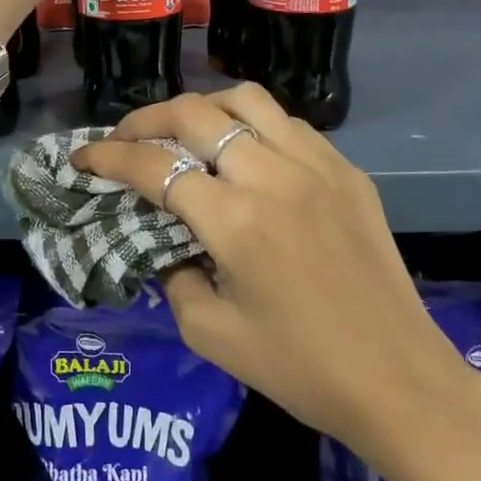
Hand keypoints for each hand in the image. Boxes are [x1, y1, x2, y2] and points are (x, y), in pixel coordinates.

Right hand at [74, 84, 480, 480]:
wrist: (398, 380)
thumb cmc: (299, 368)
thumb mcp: (209, 334)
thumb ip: (172, 275)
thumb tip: (164, 241)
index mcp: (234, 220)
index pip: (153, 166)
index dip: (107, 156)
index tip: (82, 155)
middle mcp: (272, 175)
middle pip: (194, 113)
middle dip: (146, 119)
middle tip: (126, 138)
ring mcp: (316, 165)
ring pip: (245, 99)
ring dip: (202, 107)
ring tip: (184, 132)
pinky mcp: (347, 171)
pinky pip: (289, 123)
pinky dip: (253, 124)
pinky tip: (246, 152)